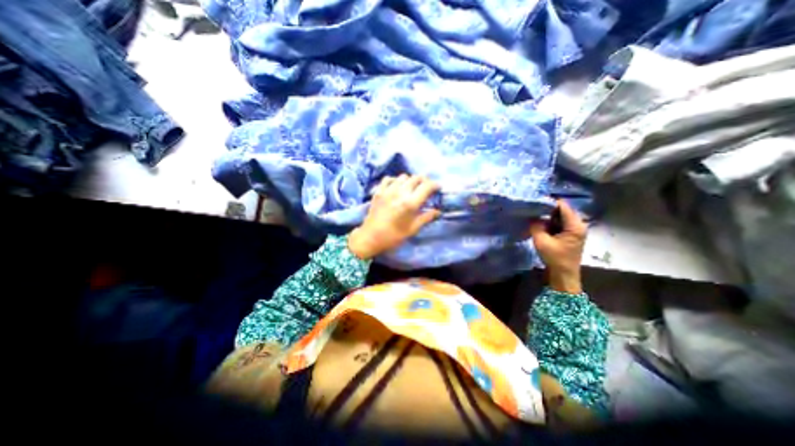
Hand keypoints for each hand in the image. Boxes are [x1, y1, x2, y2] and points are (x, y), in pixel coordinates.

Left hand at [348, 173, 444, 258]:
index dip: (435, 185)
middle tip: (426, 188)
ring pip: (403, 176)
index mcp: (410, 203)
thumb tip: (438, 211)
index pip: (427, 186)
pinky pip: (389, 178)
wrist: (370, 237)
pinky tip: (397, 187)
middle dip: (424, 181)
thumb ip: (426, 218)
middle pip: (416, 178)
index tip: (438, 188)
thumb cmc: (393, 236)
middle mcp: (400, 193)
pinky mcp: (379, 191)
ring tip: (411, 188)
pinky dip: (396, 180)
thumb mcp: (412, 229)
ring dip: (410, 180)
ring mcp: (388, 190)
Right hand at [530, 200, 584, 293]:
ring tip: (533, 213)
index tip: (534, 200)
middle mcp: (578, 224)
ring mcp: (574, 229)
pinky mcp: (570, 234)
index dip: (548, 202)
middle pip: (562, 210)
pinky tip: (539, 222)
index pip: (562, 206)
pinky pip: (559, 223)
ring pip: (559, 216)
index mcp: (575, 225)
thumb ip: (536, 226)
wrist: (564, 275)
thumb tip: (531, 216)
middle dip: (546, 208)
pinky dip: (549, 222)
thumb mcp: (541, 241)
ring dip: (547, 215)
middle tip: (532, 206)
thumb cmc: (555, 258)